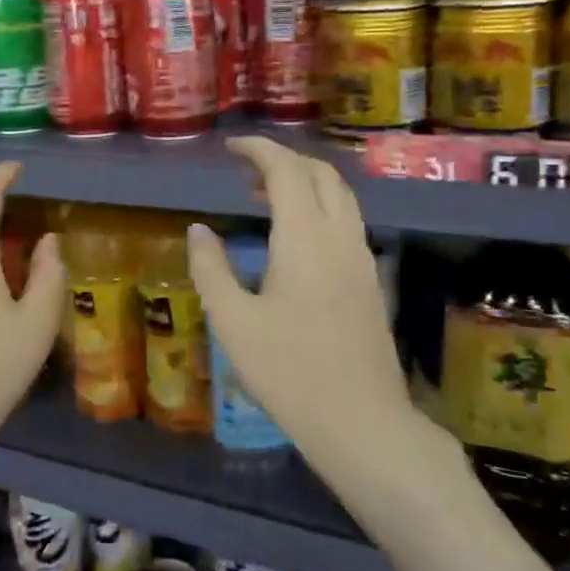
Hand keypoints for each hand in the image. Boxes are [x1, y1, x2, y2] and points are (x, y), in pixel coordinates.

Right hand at [187, 138, 414, 458]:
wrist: (361, 422)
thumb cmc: (288, 371)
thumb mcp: (232, 321)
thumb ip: (211, 268)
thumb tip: (199, 229)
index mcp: (304, 237)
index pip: (286, 170)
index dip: (258, 150)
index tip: (231, 148)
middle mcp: (340, 237)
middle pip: (321, 175)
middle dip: (284, 161)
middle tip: (245, 171)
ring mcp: (362, 259)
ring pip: (340, 197)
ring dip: (305, 184)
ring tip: (266, 198)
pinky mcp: (371, 282)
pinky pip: (347, 222)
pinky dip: (320, 208)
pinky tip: (296, 239)